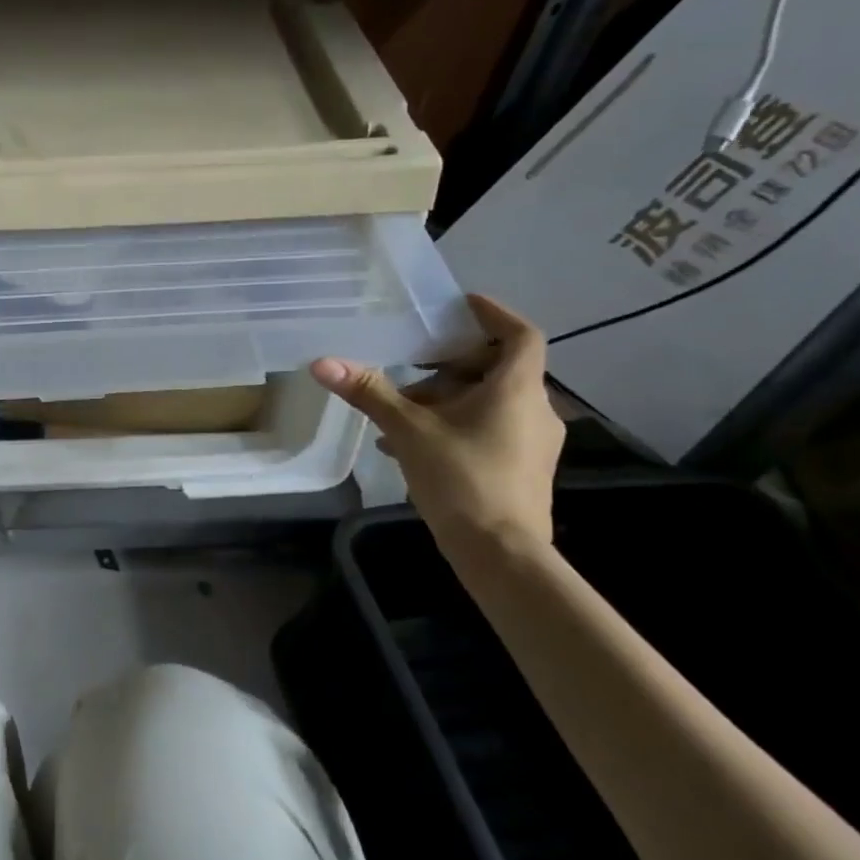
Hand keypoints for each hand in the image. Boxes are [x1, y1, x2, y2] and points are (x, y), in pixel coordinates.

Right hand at [311, 295, 562, 551]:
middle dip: (452, 363)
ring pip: (491, 400)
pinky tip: (415, 444)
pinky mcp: (524, 467)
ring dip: (448, 397)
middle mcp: (535, 409)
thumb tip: (323, 362)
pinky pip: (491, 427)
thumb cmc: (462, 480)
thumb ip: (370, 393)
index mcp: (516, 390)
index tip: (459, 306)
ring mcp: (533, 442)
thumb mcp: (409, 431)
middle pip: (498, 368)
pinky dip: (457, 423)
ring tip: (402, 409)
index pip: (520, 334)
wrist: (502, 554)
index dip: (493, 314)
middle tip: (412, 364)